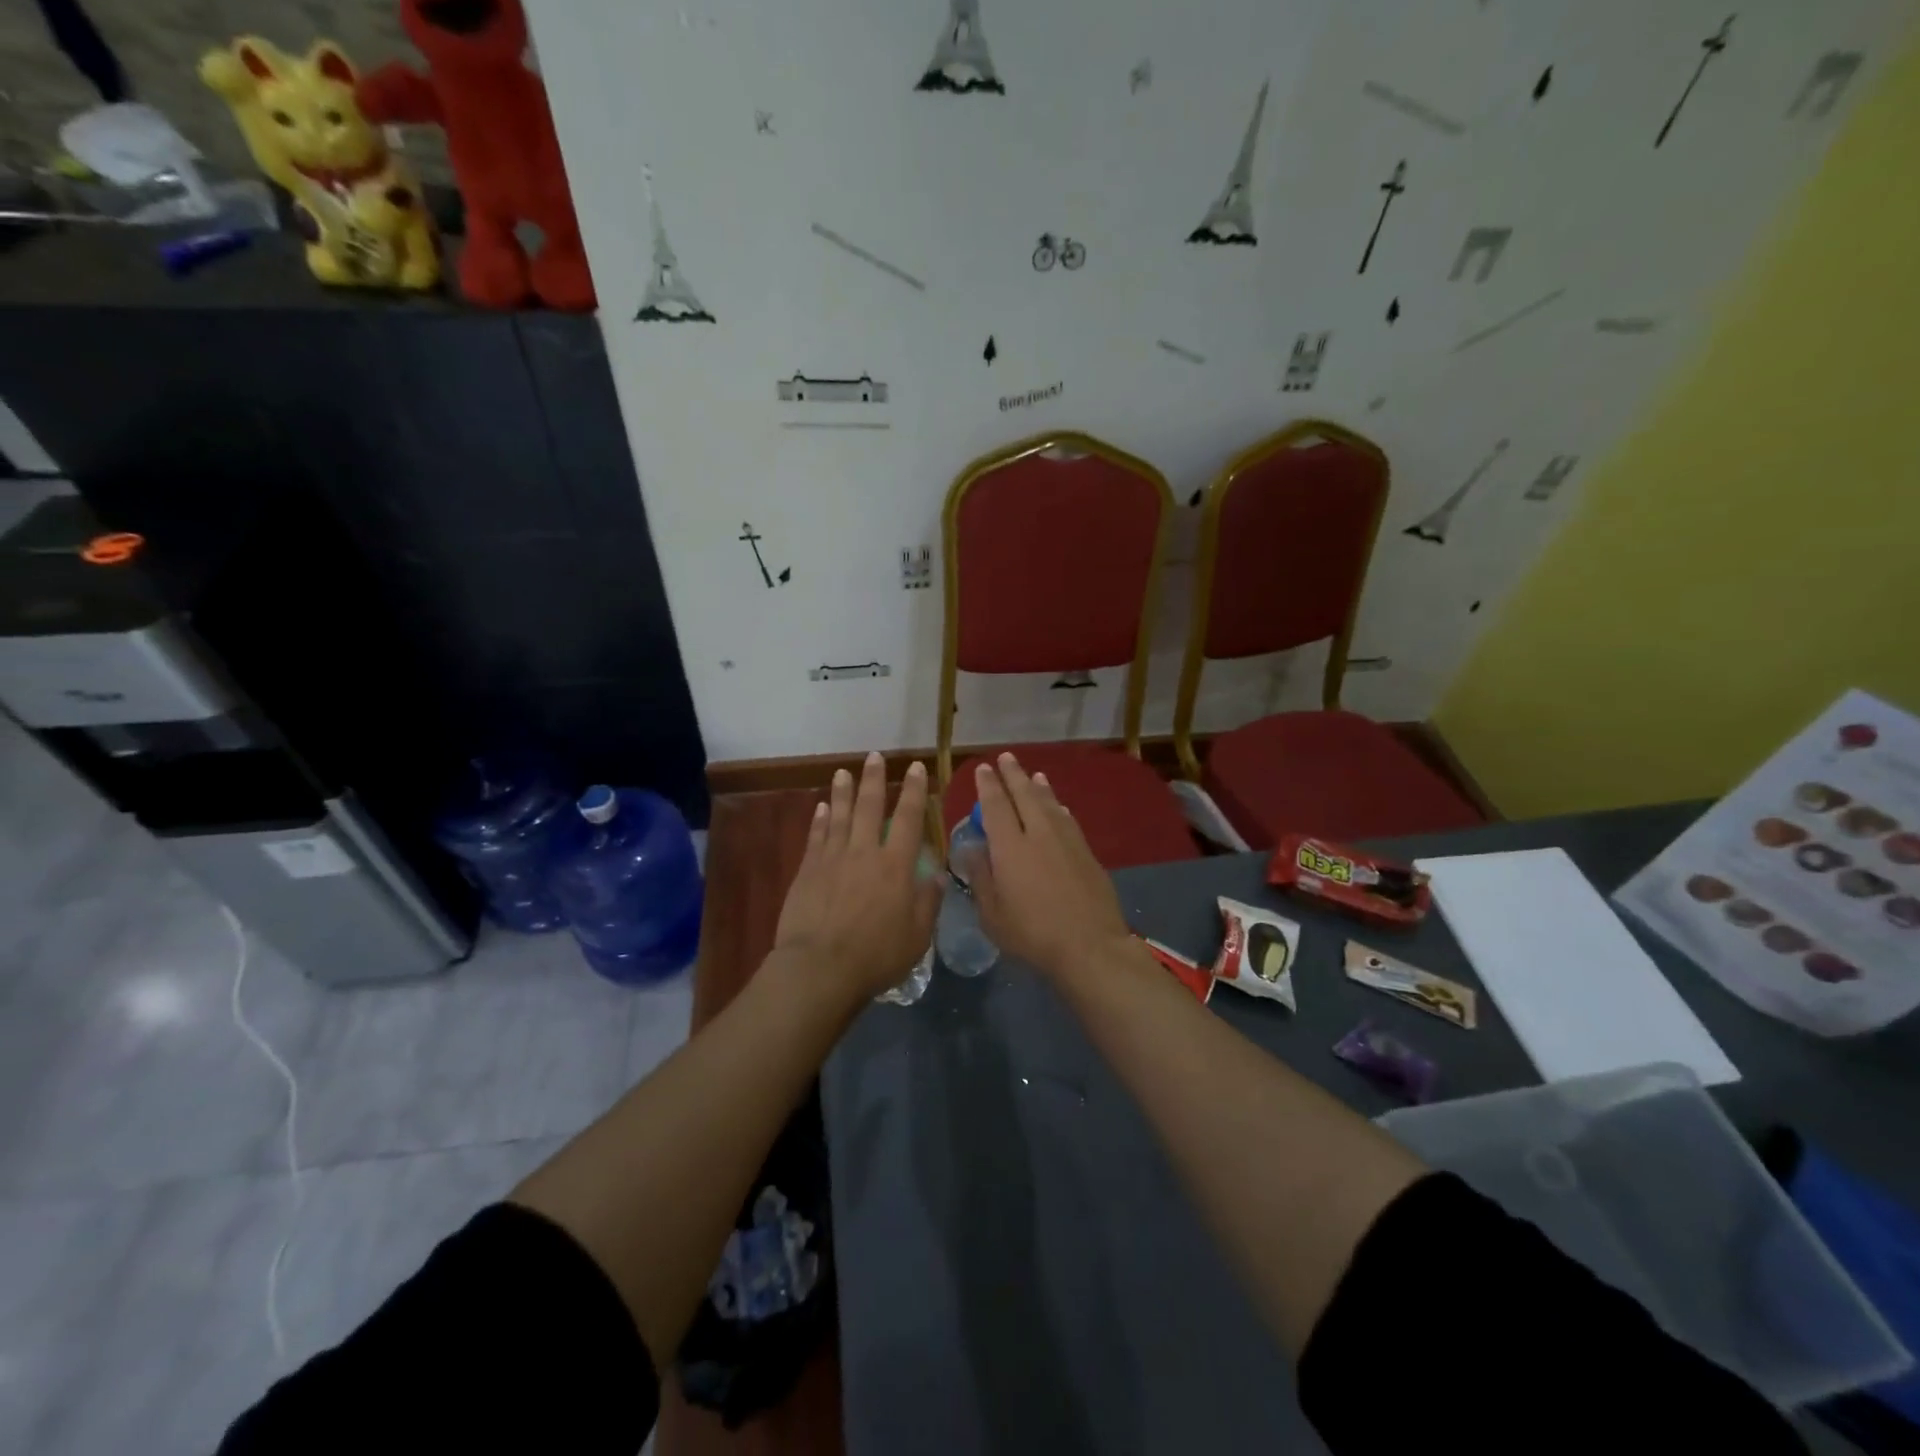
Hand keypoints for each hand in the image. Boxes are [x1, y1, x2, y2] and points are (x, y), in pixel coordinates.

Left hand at [773, 753, 940, 1003]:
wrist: (819, 967)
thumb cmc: (876, 955)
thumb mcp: (917, 935)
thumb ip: (928, 901)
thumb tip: (937, 873)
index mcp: (895, 866)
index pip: (908, 819)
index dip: (914, 791)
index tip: (916, 768)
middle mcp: (864, 852)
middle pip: (869, 807)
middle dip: (875, 779)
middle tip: (875, 756)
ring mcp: (833, 858)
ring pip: (840, 815)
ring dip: (843, 791)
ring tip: (844, 771)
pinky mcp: (808, 870)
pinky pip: (816, 836)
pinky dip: (820, 818)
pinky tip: (822, 806)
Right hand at [970, 753, 1130, 978]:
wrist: (1089, 945)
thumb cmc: (1032, 934)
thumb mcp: (992, 914)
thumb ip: (981, 877)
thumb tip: (972, 848)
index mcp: (1010, 847)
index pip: (995, 806)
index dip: (988, 785)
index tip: (984, 768)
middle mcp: (1038, 834)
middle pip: (1024, 795)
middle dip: (1013, 775)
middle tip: (1006, 758)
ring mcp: (1066, 841)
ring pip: (1049, 803)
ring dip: (1039, 787)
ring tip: (1034, 774)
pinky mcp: (1086, 852)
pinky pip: (1067, 819)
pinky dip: (1058, 808)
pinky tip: (1059, 807)